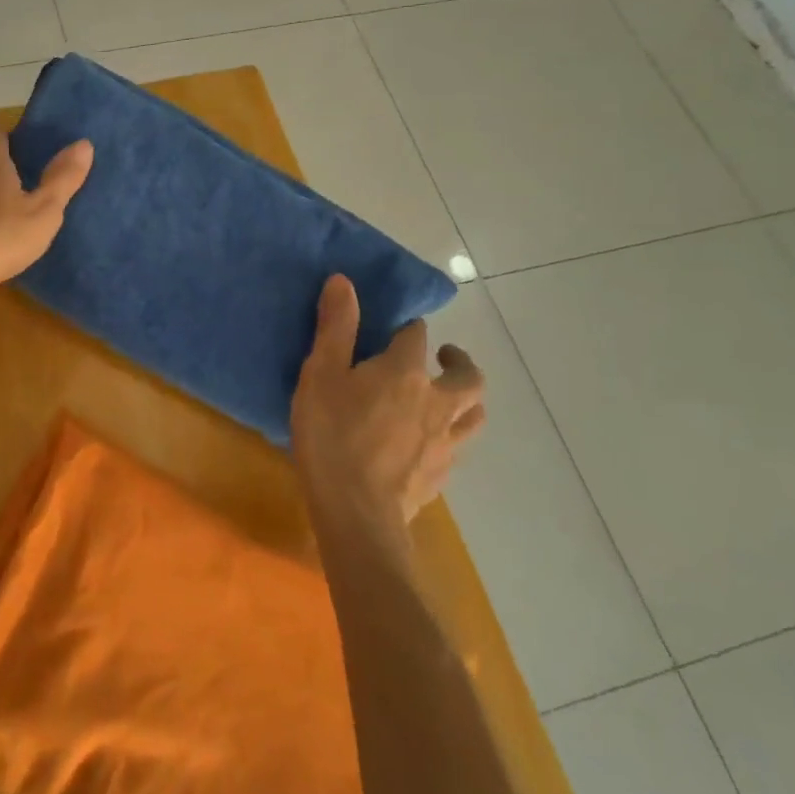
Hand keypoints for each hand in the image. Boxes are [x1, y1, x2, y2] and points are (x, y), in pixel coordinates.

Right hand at [291, 274, 484, 544]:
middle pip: (468, 376)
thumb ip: (335, 327)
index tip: (394, 327)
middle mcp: (436, 402)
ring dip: (466, 399)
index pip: (416, 335)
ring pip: (474, 414)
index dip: (407, 326)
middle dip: (459, 361)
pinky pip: (457, 448)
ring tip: (446, 398)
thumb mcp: (320, 374)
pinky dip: (450, 436)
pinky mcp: (440, 476)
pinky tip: (429, 443)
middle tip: (441, 356)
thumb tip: (344, 281)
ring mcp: (444, 442)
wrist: (356, 512)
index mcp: (405, 372)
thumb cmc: (331, 435)